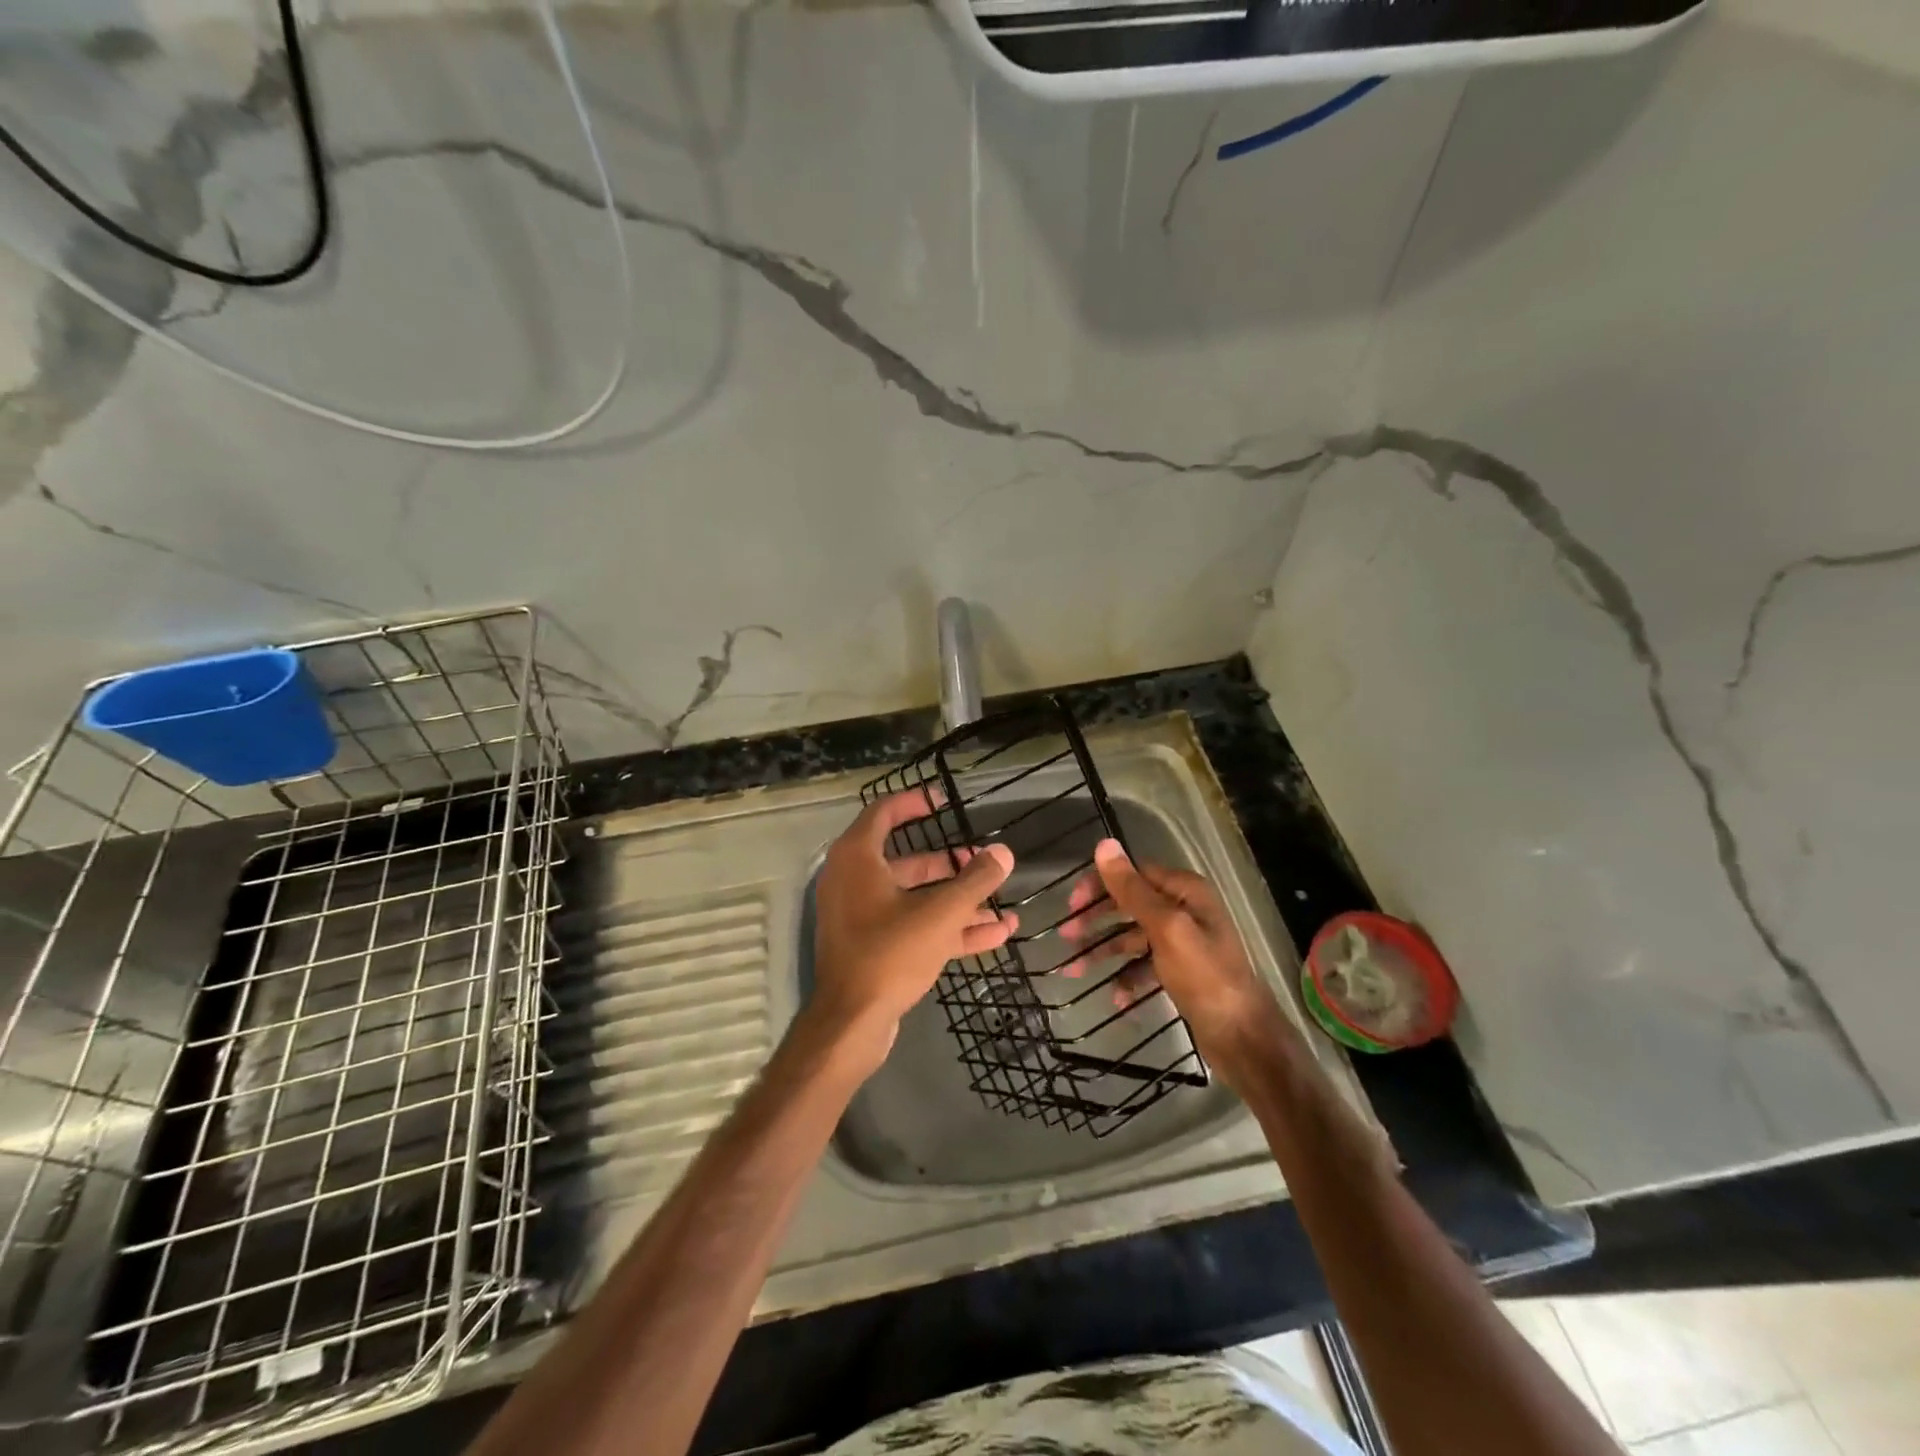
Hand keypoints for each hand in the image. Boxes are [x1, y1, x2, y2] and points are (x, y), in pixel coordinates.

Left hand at [808, 789, 1016, 1071]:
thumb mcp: (940, 913)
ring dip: (957, 900)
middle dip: (950, 863)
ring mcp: (864, 917)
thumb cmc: (890, 953)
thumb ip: (974, 880)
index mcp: (857, 859)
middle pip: (908, 861)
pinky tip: (996, 934)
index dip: (913, 803)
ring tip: (1000, 901)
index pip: (883, 813)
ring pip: (916, 898)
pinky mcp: (875, 947)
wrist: (852, 1023)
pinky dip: (949, 928)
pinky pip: (915, 926)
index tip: (943, 801)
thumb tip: (1003, 852)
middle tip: (982, 861)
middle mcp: (855, 881)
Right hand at [1063, 839, 1297, 1090]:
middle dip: (1097, 921)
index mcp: (1186, 891)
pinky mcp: (1182, 972)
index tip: (1071, 906)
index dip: (1100, 886)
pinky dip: (1128, 977)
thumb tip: (1104, 844)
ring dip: (1105, 952)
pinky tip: (1116, 997)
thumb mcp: (1165, 928)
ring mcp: (1184, 942)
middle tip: (1066, 937)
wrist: (1244, 1038)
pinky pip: (1145, 966)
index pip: (1133, 874)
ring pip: (1133, 938)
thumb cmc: (1205, 977)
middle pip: (1130, 905)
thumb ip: (1132, 889)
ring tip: (1074, 972)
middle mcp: (1186, 910)